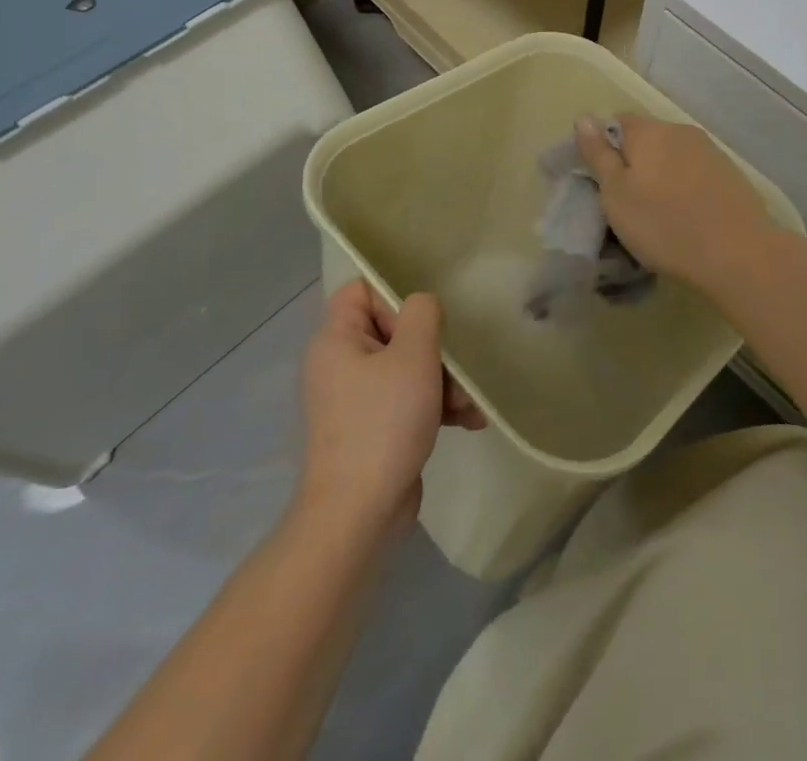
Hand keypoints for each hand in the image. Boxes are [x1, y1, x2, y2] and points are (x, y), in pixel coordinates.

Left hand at [297, 283, 485, 538]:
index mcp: (336, 339)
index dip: (395, 297)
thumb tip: (421, 305)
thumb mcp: (413, 356)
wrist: (358, 515)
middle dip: (433, 349)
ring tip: (469, 404)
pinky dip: (434, 406)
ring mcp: (355, 399)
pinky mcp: (372, 428)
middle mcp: (339, 363)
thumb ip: (422, 314)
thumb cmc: (384, 423)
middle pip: (392, 330)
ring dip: (443, 381)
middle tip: (456, 368)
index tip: (423, 323)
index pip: (361, 291)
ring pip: (406, 367)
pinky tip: (468, 421)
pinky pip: (406, 400)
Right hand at [574, 114, 778, 295]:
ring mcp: (709, 150)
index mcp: (648, 131)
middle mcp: (680, 130)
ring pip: (672, 155)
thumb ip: (599, 154)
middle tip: (627, 203)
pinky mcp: (730, 173)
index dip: (604, 147)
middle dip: (634, 163)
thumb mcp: (616, 195)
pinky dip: (685, 187)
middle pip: (647, 138)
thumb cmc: (664, 224)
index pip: (616, 122)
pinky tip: (687, 215)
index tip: (602, 181)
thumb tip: (584, 117)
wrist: (738, 252)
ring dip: (661, 175)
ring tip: (658, 212)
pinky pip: (695, 172)